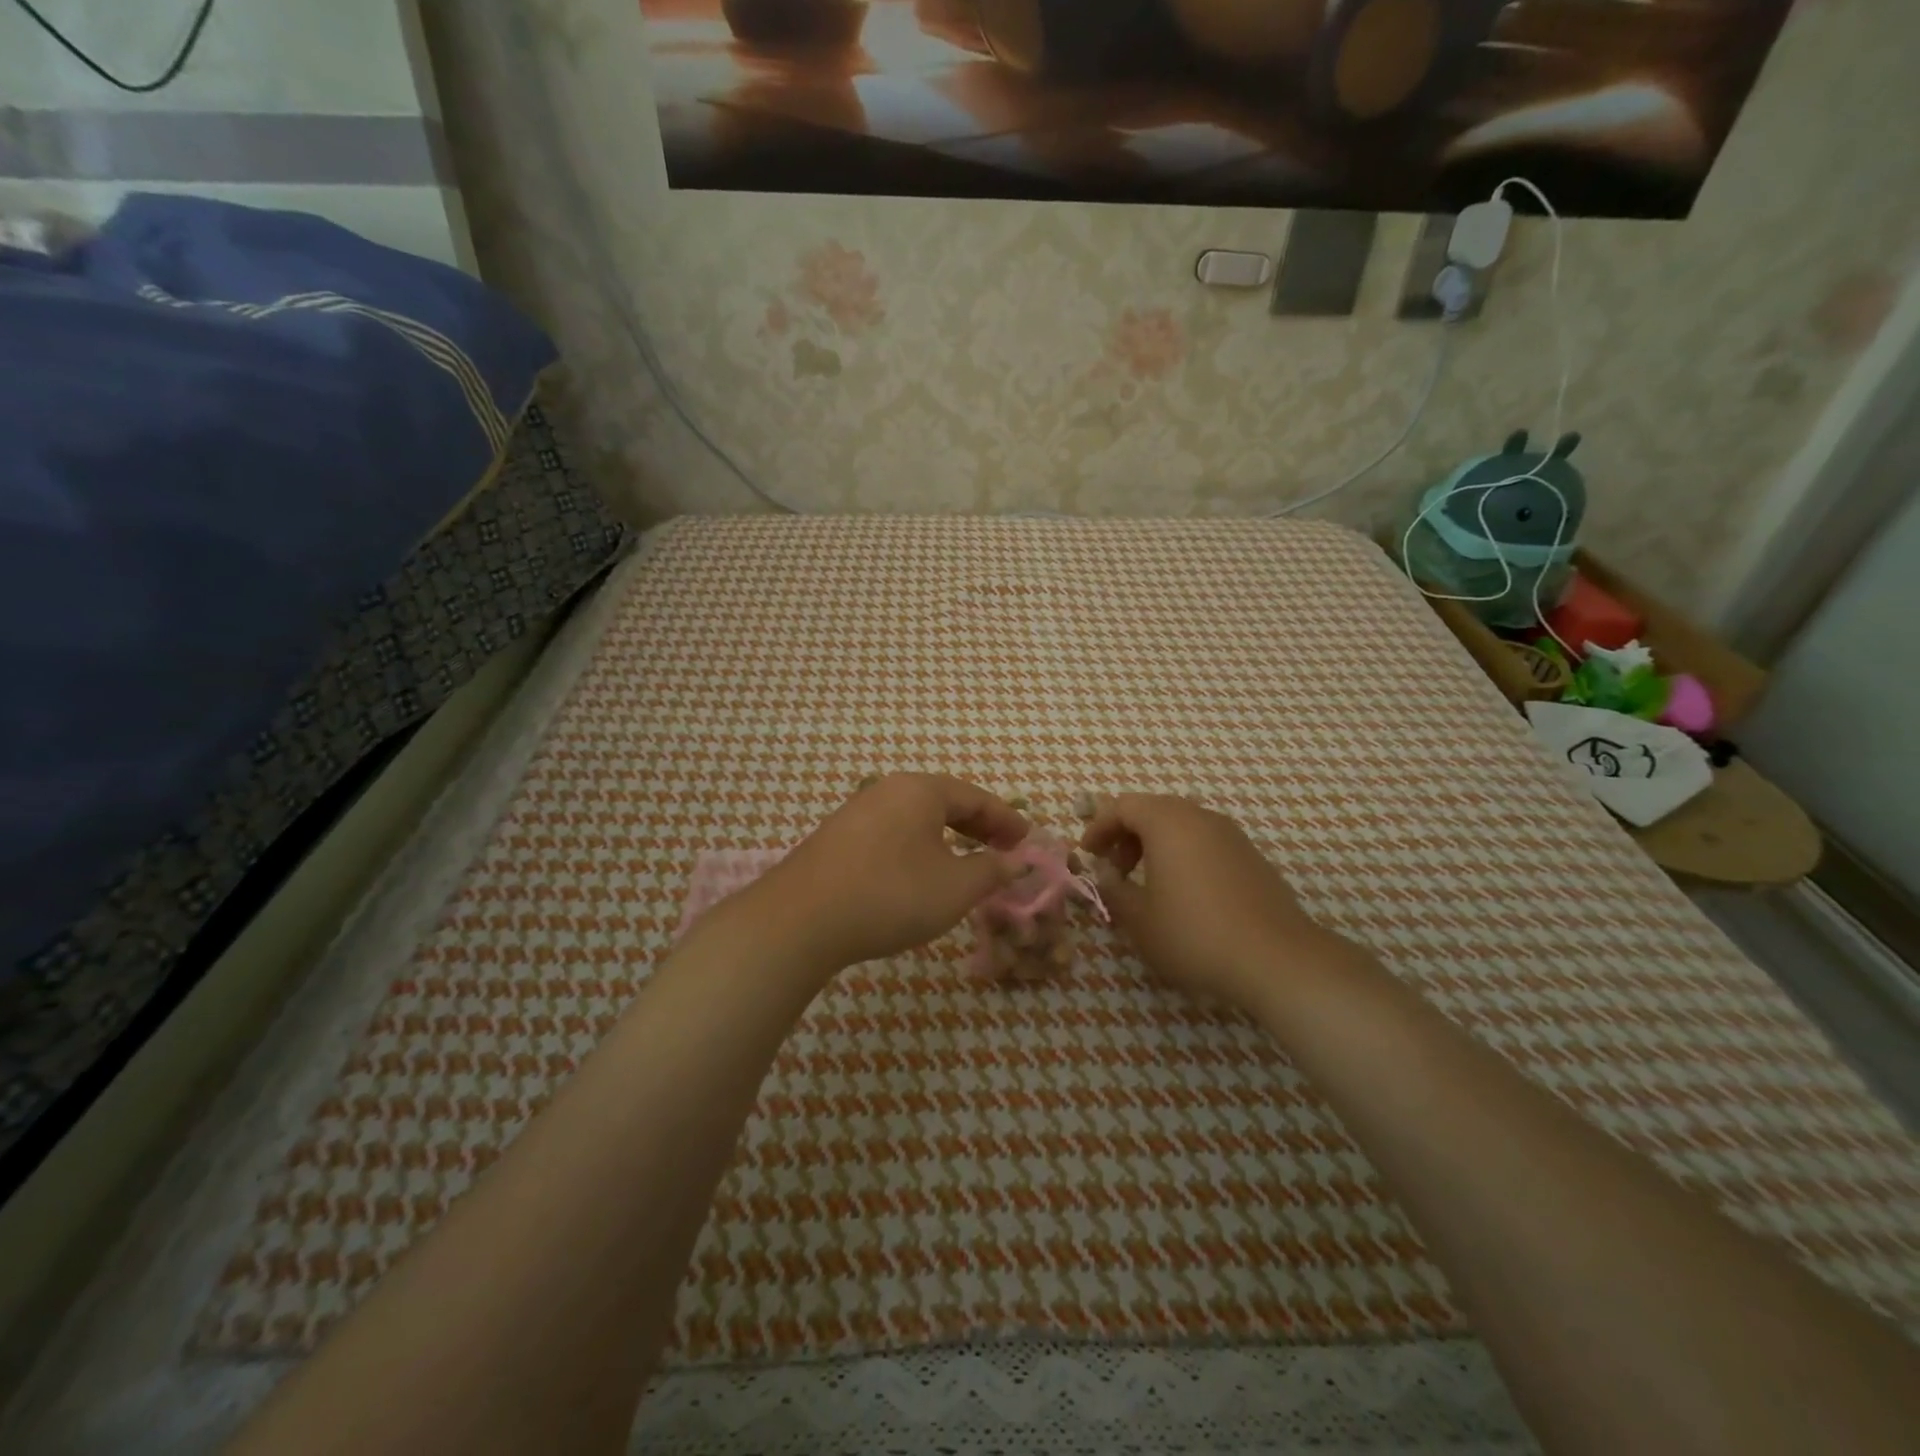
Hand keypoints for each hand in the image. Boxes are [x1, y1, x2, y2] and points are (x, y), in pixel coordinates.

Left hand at [756, 774, 1029, 971]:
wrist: (801, 920)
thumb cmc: (890, 895)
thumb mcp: (955, 888)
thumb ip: (992, 871)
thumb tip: (1018, 862)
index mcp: (920, 790)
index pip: (976, 797)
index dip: (1007, 820)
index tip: (1028, 842)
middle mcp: (887, 790)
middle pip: (945, 802)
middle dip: (978, 827)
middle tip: (1003, 851)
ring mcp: (857, 811)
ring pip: (916, 818)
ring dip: (947, 838)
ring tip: (965, 862)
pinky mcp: (836, 837)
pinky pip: (892, 833)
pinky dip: (918, 847)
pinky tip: (919, 873)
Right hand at [1080, 793, 1354, 1012]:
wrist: (1275, 959)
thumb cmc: (1194, 934)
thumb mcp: (1139, 919)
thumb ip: (1113, 890)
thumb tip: (1105, 876)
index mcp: (1168, 822)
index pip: (1123, 806)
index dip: (1098, 827)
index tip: (1087, 856)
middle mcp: (1200, 817)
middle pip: (1153, 810)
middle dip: (1126, 835)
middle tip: (1113, 870)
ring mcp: (1231, 835)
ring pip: (1181, 825)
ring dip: (1154, 845)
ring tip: (1146, 884)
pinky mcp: (1251, 856)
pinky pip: (1205, 842)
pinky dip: (1182, 855)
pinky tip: (1183, 894)